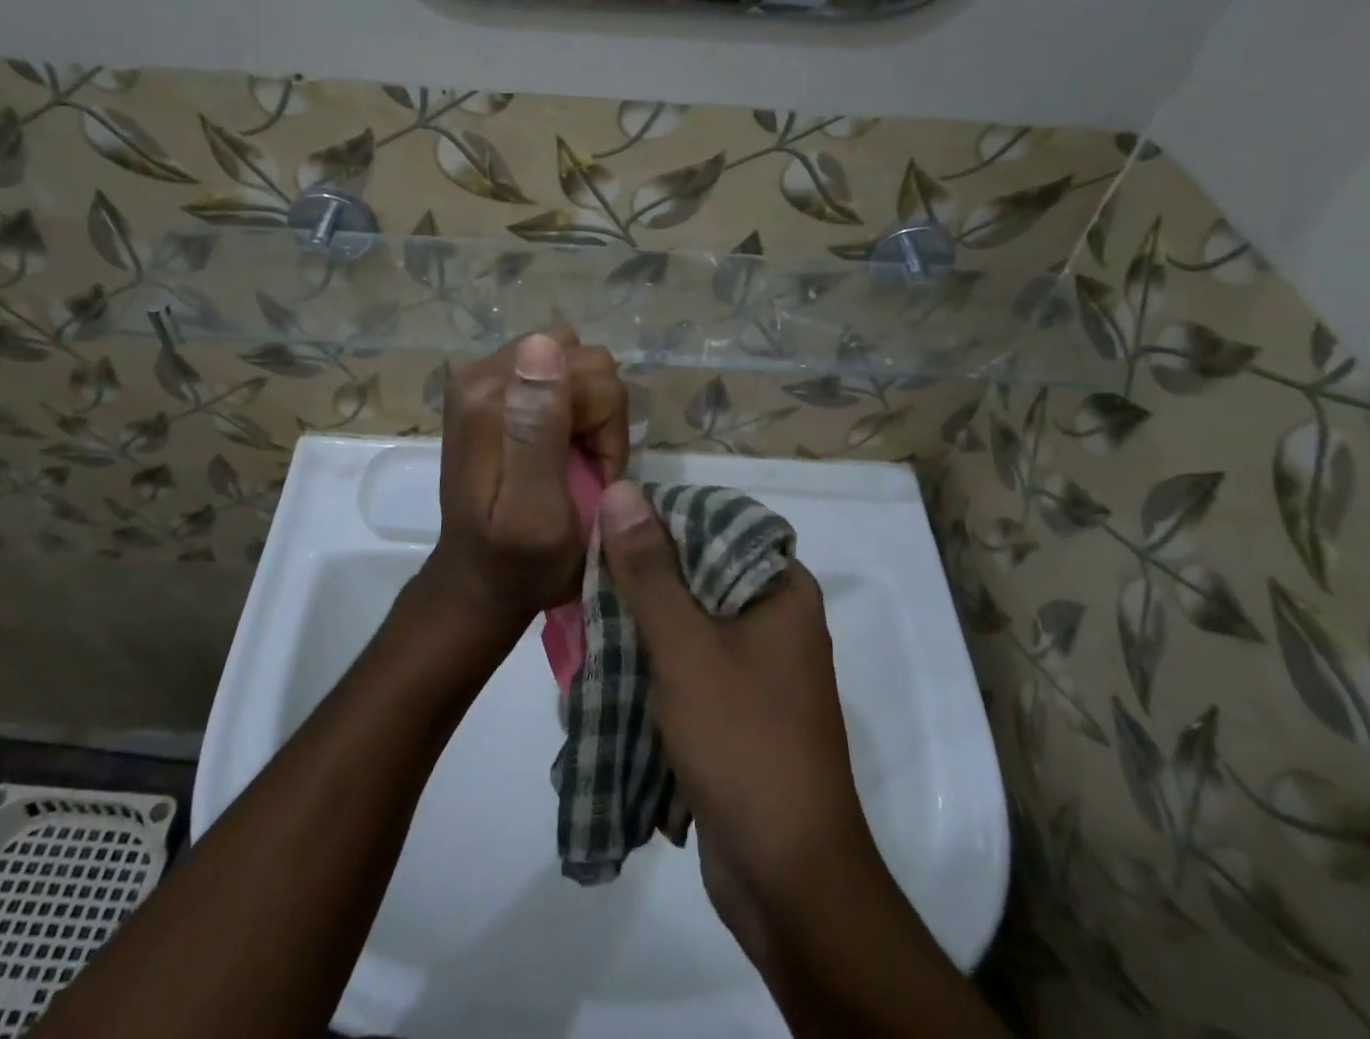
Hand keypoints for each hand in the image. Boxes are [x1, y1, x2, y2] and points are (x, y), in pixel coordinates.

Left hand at [423, 328, 628, 637]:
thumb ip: (540, 428)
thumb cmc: (519, 559)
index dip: (605, 427)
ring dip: (589, 411)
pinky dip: (573, 408)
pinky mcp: (492, 388)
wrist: (479, 580)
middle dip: (599, 414)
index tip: (593, 475)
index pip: (590, 372)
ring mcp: (484, 376)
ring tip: (573, 458)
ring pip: (577, 363)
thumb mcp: (536, 508)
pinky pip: (559, 374)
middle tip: (584, 467)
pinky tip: (560, 446)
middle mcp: (481, 372)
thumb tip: (543, 345)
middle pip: (584, 359)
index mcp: (491, 396)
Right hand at [599, 482, 872, 908]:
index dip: (660, 518)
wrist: (788, 880)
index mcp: (781, 590)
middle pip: (696, 573)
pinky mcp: (735, 707)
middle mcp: (774, 619)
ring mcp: (756, 667)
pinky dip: (649, 662)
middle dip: (639, 578)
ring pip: (686, 622)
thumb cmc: (744, 743)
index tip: (605, 522)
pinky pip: (686, 664)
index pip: (716, 524)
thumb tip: (622, 489)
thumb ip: (650, 570)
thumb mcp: (686, 648)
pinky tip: (602, 661)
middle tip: (583, 570)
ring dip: (638, 623)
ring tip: (581, 614)